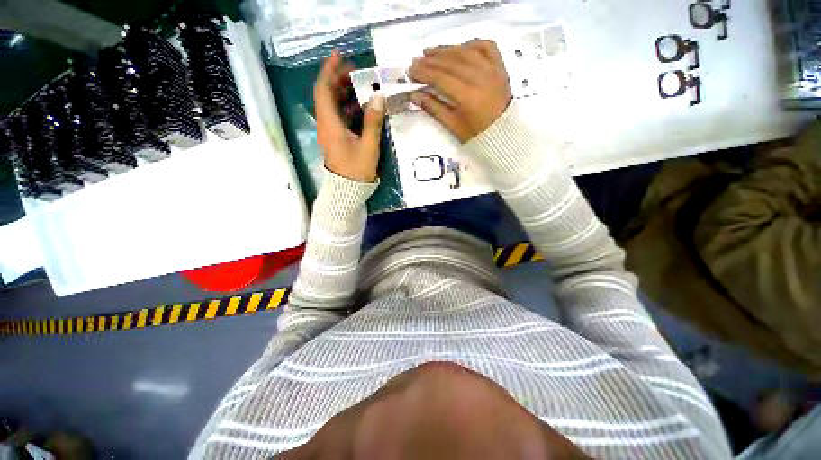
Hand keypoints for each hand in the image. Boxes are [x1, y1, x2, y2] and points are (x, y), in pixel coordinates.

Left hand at [314, 51, 385, 182]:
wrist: (348, 190)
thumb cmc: (357, 170)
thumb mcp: (368, 146)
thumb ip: (373, 121)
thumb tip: (378, 97)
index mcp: (329, 124)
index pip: (323, 90)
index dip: (330, 71)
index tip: (340, 57)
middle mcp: (326, 125)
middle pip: (327, 95)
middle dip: (339, 80)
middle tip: (356, 71)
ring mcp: (331, 132)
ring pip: (333, 106)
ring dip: (344, 94)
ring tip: (361, 86)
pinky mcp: (337, 139)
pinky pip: (340, 117)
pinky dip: (349, 108)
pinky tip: (362, 107)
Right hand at [409, 40, 512, 142]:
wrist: (505, 134)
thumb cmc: (478, 135)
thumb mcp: (453, 127)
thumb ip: (434, 109)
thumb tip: (415, 95)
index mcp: (468, 97)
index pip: (441, 79)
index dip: (424, 73)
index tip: (411, 72)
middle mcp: (480, 79)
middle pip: (451, 63)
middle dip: (431, 61)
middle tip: (416, 61)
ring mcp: (492, 70)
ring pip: (466, 51)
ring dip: (446, 49)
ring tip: (430, 52)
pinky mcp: (500, 67)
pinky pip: (486, 47)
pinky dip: (471, 44)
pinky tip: (459, 48)